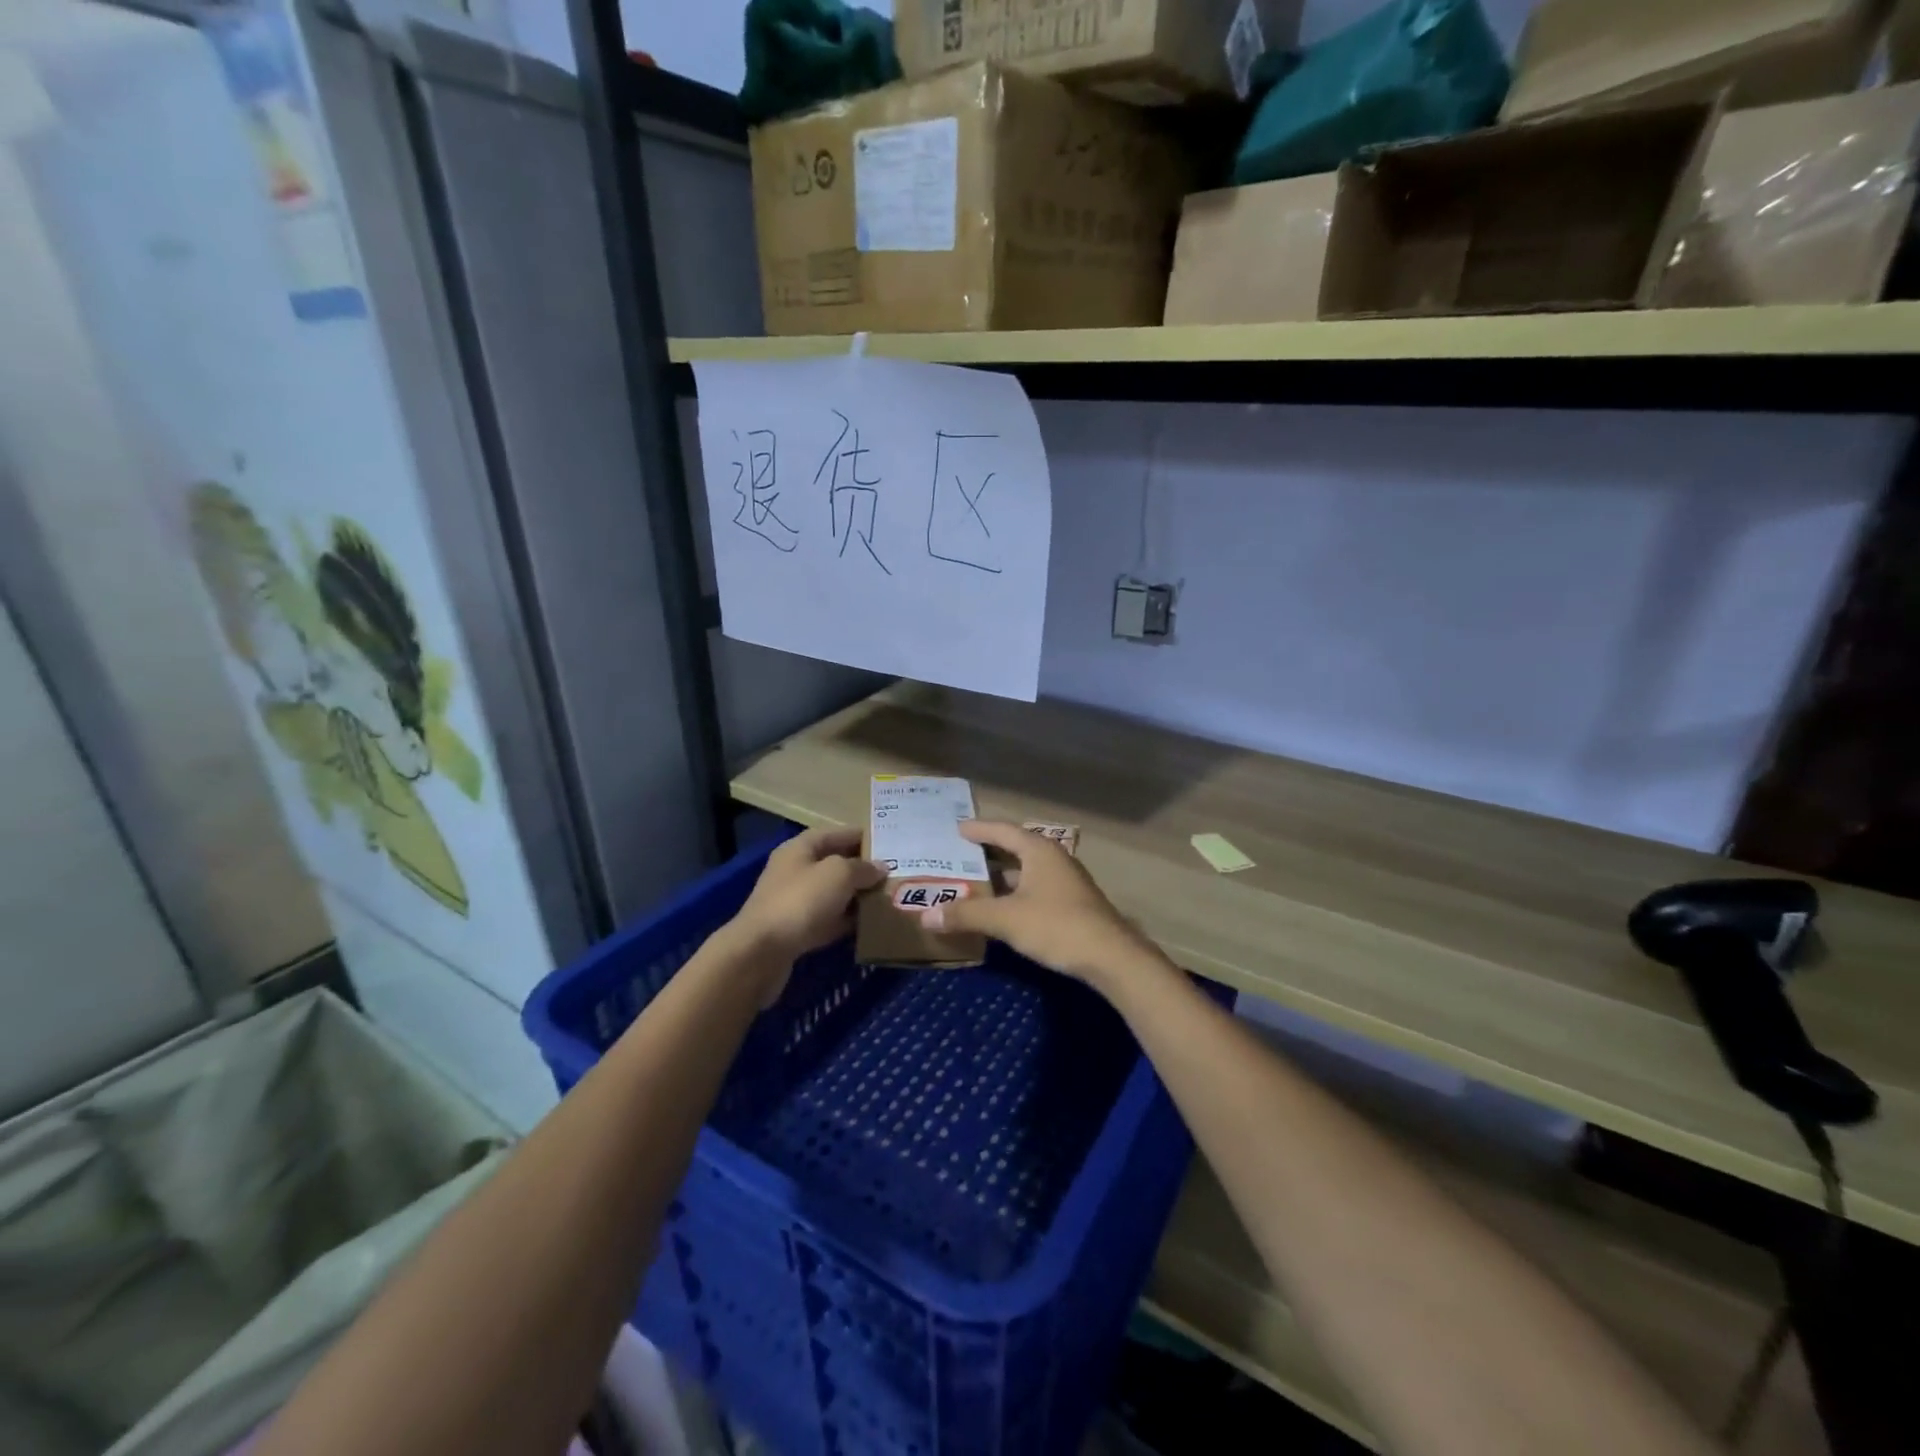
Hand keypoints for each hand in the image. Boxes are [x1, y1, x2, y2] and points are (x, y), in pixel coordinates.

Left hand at [726, 828, 883, 1000]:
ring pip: (833, 893)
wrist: (762, 952)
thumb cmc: (801, 901)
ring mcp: (793, 901)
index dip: (862, 836)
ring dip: (856, 896)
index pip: (836, 833)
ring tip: (887, 898)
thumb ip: (862, 867)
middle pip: (834, 863)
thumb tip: (879, 868)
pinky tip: (868, 925)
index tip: (890, 843)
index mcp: (800, 848)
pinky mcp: (796, 930)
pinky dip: (846, 920)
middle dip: (862, 868)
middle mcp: (795, 870)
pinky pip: (828, 919)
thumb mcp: (839, 874)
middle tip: (894, 874)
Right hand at [921, 821, 1165, 987]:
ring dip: (1002, 875)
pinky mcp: (1072, 904)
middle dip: (988, 851)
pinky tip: (1002, 908)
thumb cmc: (1056, 926)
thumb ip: (966, 915)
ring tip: (974, 881)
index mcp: (1039, 850)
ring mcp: (1066, 882)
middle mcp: (1054, 859)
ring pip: (1026, 871)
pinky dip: (1014, 892)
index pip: (1003, 830)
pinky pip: (1035, 888)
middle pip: (1016, 847)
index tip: (957, 828)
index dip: (979, 828)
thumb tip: (925, 915)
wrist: (1111, 957)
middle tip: (959, 854)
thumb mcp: (1006, 919)